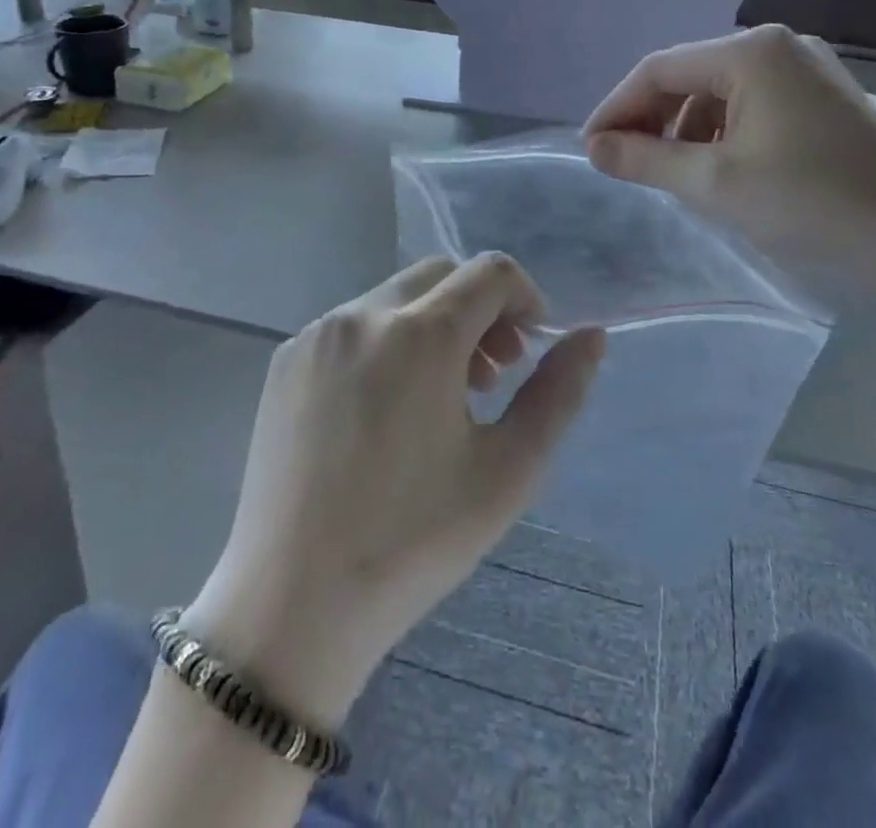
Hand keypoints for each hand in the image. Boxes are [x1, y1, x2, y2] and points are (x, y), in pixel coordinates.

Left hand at [184, 255, 603, 724]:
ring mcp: (316, 334)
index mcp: (420, 333)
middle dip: (480, 310)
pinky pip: (352, 326)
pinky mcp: (285, 360)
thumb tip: (591, 335)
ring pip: (394, 297)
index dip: (525, 298)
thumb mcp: (508, 471)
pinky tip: (383, 411)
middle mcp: (362, 314)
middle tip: (491, 377)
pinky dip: (385, 342)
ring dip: (432, 325)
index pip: (490, 272)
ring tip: (440, 397)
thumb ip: (558, 393)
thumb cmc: (413, 540)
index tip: (530, 349)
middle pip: (441, 275)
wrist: (290, 603)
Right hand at [581, 25, 875, 270]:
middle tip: (622, 162)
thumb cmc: (811, 204)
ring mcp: (807, 69)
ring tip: (671, 173)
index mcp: (751, 52)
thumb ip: (646, 159)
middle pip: (689, 75)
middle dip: (650, 118)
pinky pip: (752, 104)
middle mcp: (779, 45)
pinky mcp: (824, 97)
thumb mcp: (715, 183)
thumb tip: (594, 147)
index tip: (589, 148)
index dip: (616, 107)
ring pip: (719, 91)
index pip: (658, 69)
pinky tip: (719, 168)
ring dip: (685, 128)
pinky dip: (722, 132)